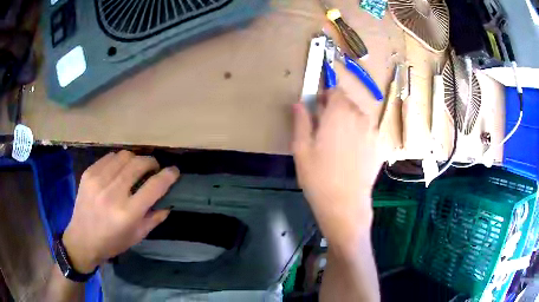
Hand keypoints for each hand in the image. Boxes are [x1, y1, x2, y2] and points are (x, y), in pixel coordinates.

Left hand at [62, 151, 179, 272]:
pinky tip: (118, 170)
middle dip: (151, 162)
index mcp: (128, 213)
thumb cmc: (112, 242)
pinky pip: (109, 157)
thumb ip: (154, 218)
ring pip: (124, 155)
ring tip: (135, 168)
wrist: (82, 239)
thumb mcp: (137, 236)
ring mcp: (98, 180)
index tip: (174, 171)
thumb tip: (168, 202)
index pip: (154, 186)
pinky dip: (119, 161)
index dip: (168, 175)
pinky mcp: (88, 173)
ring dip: (135, 159)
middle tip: (153, 169)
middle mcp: (113, 193)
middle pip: (139, 164)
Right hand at [292, 88, 381, 250]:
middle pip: (348, 102)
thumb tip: (299, 103)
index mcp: (339, 113)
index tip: (317, 109)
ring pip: (358, 116)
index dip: (325, 96)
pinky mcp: (378, 146)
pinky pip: (366, 130)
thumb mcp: (301, 149)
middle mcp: (360, 117)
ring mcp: (372, 131)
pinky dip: (358, 133)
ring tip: (337, 143)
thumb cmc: (319, 177)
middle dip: (335, 109)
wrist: (346, 204)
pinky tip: (350, 154)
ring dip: (347, 121)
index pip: (335, 90)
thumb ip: (301, 121)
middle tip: (324, 129)